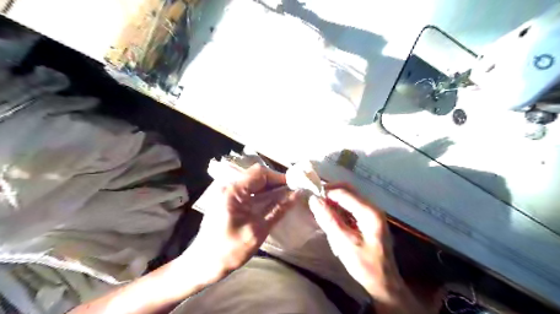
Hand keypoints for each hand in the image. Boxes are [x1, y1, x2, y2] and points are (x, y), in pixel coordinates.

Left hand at [185, 165, 299, 279]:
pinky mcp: (227, 200)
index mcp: (233, 191)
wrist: (203, 264)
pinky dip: (261, 195)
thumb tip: (296, 195)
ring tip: (285, 198)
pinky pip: (247, 191)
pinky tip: (271, 203)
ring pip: (253, 183)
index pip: (260, 173)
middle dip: (275, 183)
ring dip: (269, 189)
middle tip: (292, 193)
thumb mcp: (258, 230)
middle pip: (256, 176)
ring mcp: (226, 193)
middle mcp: (228, 187)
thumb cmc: (230, 250)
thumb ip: (278, 210)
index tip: (294, 186)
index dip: (279, 177)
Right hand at [306, 182, 401, 302]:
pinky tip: (329, 215)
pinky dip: (338, 207)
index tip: (310, 196)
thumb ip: (329, 220)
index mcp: (369, 212)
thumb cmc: (365, 265)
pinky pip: (350, 206)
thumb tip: (314, 200)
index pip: (344, 193)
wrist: (384, 283)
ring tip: (319, 206)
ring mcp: (371, 213)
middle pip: (348, 190)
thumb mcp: (344, 243)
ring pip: (349, 197)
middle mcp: (372, 208)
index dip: (326, 192)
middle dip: (330, 192)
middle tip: (314, 198)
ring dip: (333, 199)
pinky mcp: (368, 220)